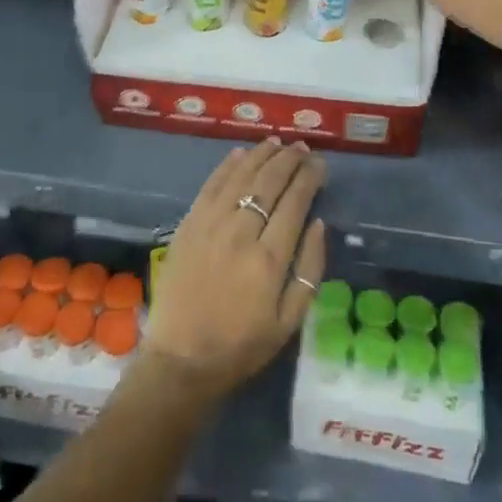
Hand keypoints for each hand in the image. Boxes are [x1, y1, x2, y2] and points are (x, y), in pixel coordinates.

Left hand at [142, 139, 327, 401]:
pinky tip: (241, 154)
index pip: (295, 202)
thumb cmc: (242, 345)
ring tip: (277, 143)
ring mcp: (210, 224)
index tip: (320, 164)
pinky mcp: (189, 224)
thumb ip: (309, 269)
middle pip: (269, 182)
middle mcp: (241, 232)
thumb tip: (319, 223)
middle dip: (289, 160)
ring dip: (261, 155)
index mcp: (269, 259)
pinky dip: (228, 166)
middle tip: (302, 148)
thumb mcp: (290, 321)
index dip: (309, 177)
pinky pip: (211, 185)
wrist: (181, 358)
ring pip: (241, 176)